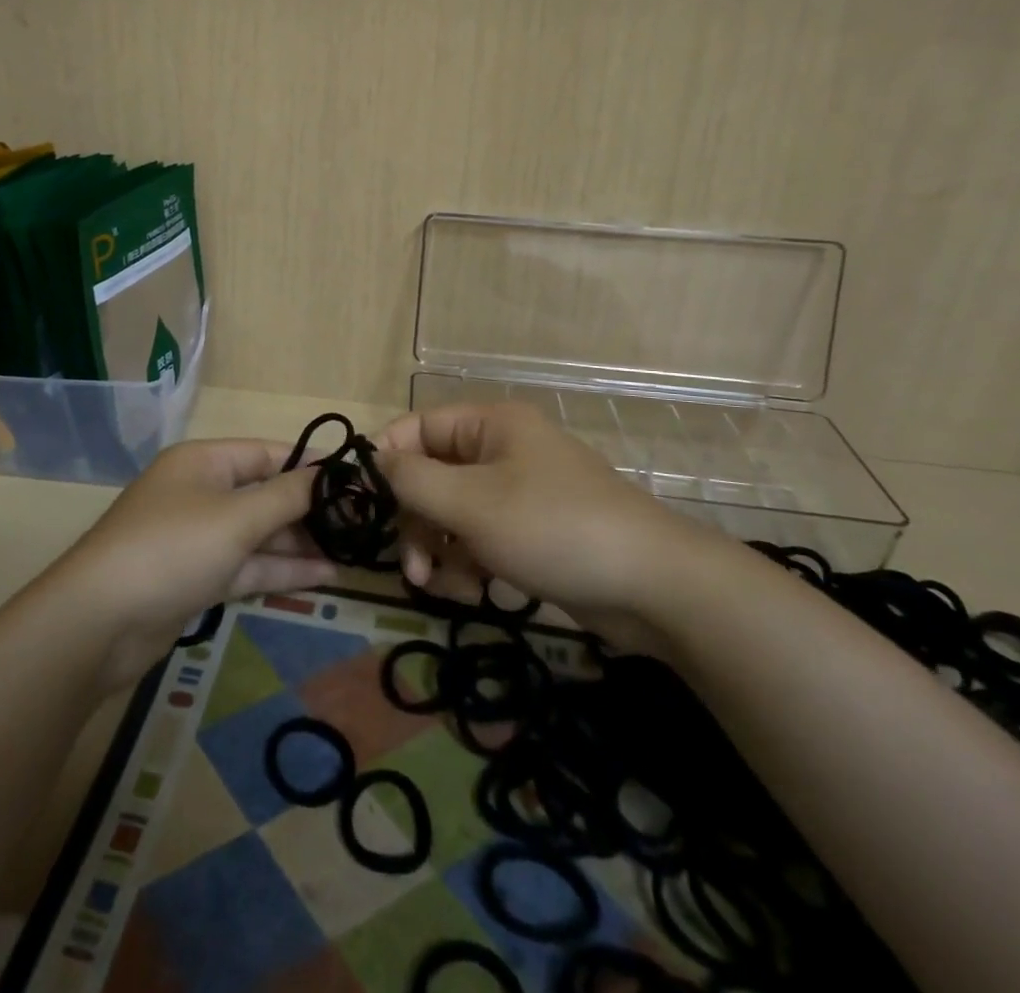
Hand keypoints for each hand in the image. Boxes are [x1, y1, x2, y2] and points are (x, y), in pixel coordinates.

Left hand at [55, 439, 337, 688]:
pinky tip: (325, 576)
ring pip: (259, 534)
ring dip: (301, 543)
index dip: (310, 465)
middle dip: (310, 510)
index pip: (267, 453)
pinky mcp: (197, 577)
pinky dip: (281, 569)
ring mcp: (198, 538)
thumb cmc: (172, 548)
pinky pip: (247, 565)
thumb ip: (286, 496)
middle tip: (363, 524)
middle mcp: (201, 493)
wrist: (99, 622)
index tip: (355, 480)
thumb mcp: (236, 517)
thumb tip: (327, 475)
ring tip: (353, 552)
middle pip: (265, 494)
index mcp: (204, 462)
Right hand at [375, 402, 713, 642]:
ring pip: (452, 514)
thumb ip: (413, 480)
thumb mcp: (472, 502)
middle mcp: (501, 452)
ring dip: (438, 550)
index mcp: (490, 426)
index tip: (366, 503)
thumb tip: (374, 460)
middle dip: (416, 522)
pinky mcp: (531, 533)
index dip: (387, 460)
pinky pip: (479, 539)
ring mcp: (518, 494)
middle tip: (410, 567)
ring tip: (444, 587)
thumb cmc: (553, 528)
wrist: (653, 587)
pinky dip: (468, 564)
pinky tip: (474, 592)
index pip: (417, 428)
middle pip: (431, 476)